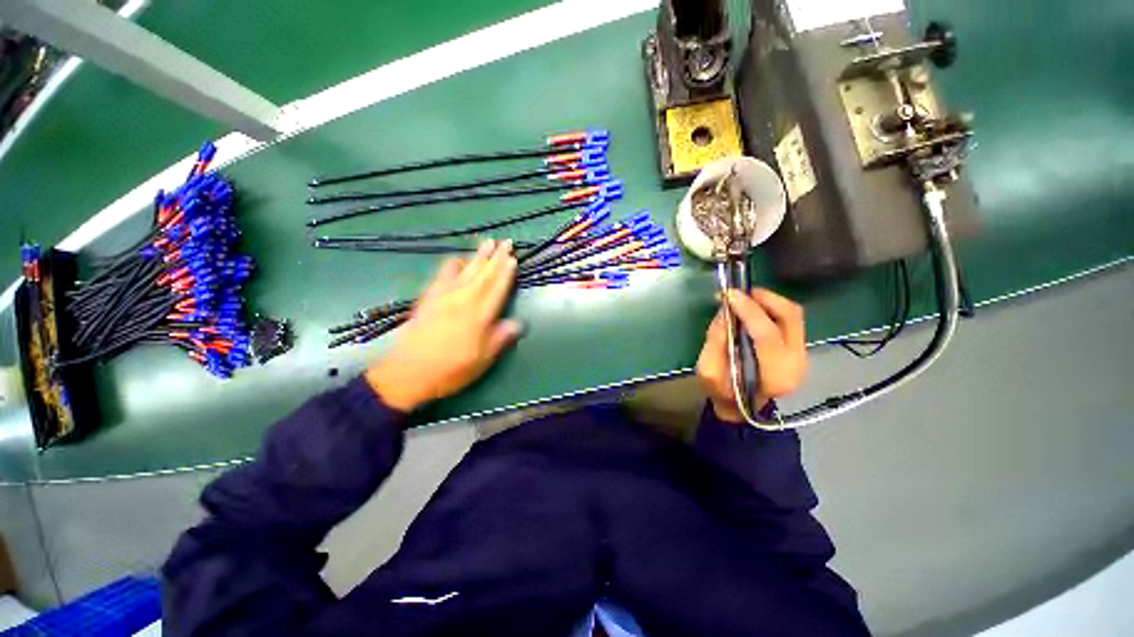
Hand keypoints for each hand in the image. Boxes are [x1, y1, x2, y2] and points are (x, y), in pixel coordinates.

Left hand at [365, 240, 521, 411]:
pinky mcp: (429, 296)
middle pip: (483, 274)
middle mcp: (462, 301)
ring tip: (488, 242)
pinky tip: (459, 258)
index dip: (506, 273)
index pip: (496, 289)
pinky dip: (454, 263)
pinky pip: (443, 273)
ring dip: (478, 255)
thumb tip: (519, 323)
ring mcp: (443, 296)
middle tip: (506, 241)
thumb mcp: (482, 361)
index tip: (513, 258)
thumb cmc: (450, 370)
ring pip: (466, 270)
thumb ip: (500, 339)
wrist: (407, 373)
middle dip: (496, 257)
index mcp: (478, 317)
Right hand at [696, 289, 806, 422]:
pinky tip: (753, 308)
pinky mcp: (800, 348)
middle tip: (740, 292)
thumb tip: (725, 311)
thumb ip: (715, 340)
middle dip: (765, 298)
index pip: (768, 334)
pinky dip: (772, 307)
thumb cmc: (723, 393)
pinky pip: (790, 319)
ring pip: (793, 314)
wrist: (742, 408)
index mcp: (774, 375)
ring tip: (745, 297)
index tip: (729, 295)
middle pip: (789, 317)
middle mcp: (796, 363)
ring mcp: (803, 355)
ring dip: (769, 300)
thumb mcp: (708, 371)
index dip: (749, 311)